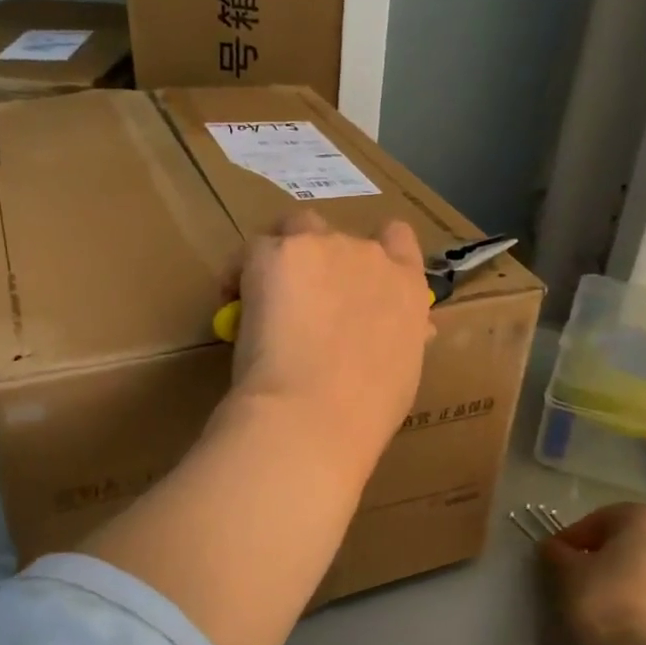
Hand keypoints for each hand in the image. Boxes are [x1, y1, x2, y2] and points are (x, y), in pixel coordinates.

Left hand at [229, 211, 432, 472]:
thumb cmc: (366, 411)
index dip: (374, 250)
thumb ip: (402, 337)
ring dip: (282, 255)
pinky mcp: (276, 253)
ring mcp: (322, 248)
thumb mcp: (402, 371)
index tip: (354, 279)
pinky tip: (233, 303)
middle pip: (338, 237)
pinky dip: (241, 272)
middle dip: (319, 263)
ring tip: (262, 294)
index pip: (398, 239)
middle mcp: (368, 256)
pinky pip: (253, 250)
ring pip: (293, 231)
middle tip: (301, 305)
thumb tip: (412, 330)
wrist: (314, 413)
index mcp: (407, 287)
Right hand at [540, 502, 645, 644]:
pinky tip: (632, 624)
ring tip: (607, 604)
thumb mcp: (567, 570)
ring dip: (631, 579)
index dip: (573, 538)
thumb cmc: (603, 598)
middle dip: (607, 555)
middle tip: (580, 577)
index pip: (600, 520)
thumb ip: (558, 552)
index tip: (555, 558)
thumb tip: (553, 548)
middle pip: (633, 542)